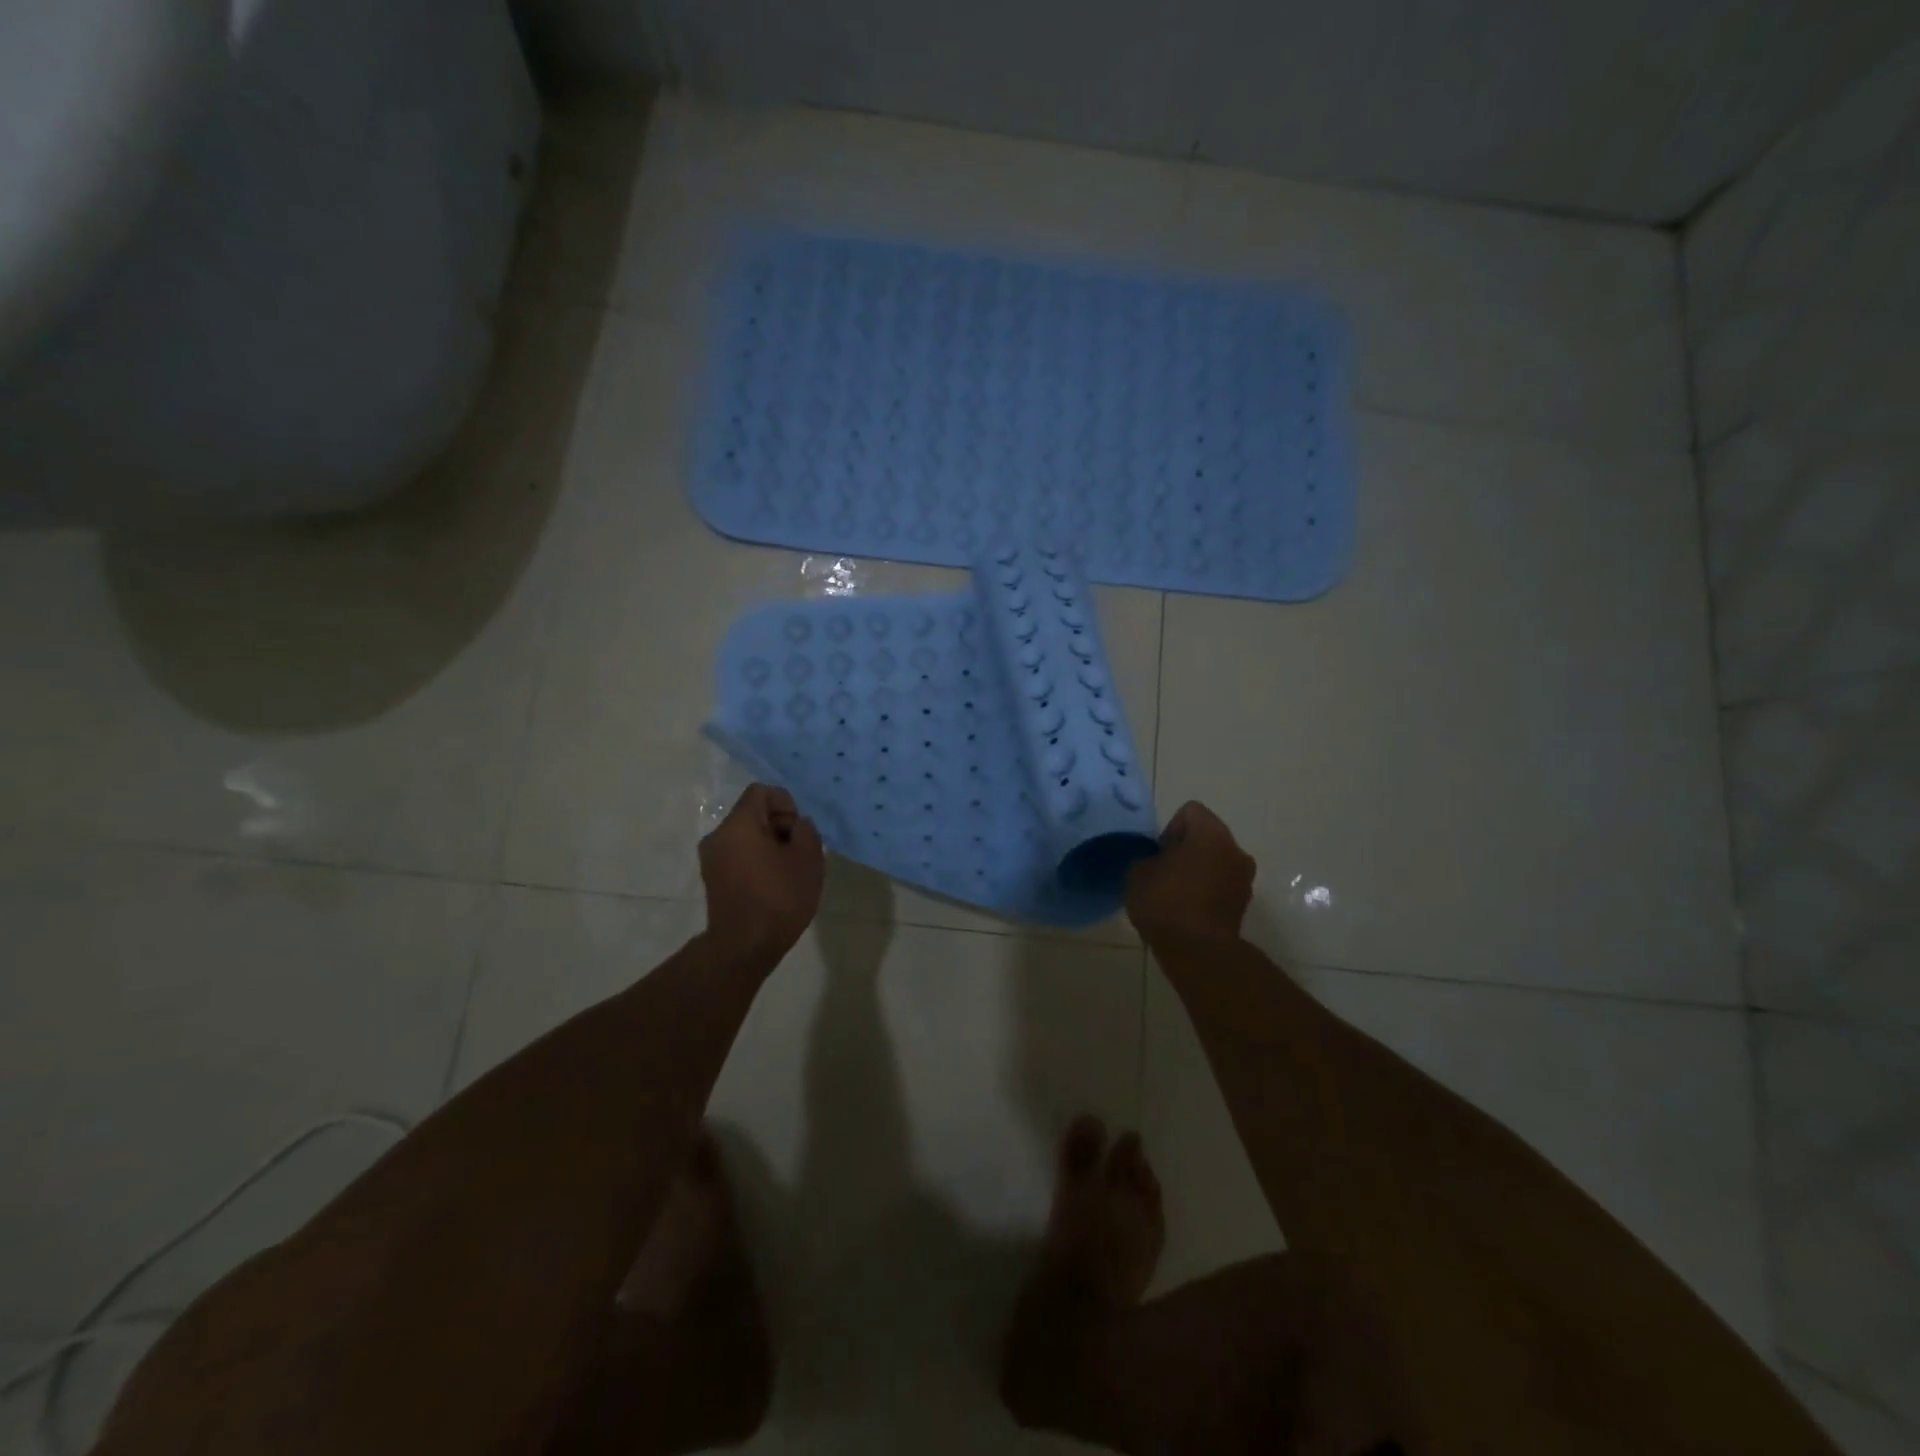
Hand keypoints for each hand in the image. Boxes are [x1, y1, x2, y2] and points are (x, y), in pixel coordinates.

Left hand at [697, 784, 824, 964]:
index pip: (762, 792)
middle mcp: (718, 836)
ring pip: (746, 837)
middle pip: (753, 814)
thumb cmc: (779, 898)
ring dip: (770, 846)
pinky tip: (773, 886)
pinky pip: (738, 855)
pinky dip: (757, 861)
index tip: (797, 832)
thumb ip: (806, 830)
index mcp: (738, 824)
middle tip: (799, 854)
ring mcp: (711, 859)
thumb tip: (797, 825)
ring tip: (788, 872)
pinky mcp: (712, 879)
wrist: (744, 947)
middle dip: (780, 827)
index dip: (786, 804)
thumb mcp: (808, 859)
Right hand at [1124, 801, 1255, 946]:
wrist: (1198, 952)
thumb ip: (1147, 857)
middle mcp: (1235, 849)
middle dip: (1185, 849)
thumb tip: (1156, 860)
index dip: (1170, 828)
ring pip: (1215, 862)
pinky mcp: (1243, 904)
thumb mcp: (1138, 873)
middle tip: (1163, 872)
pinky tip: (1186, 910)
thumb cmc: (1166, 902)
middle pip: (1206, 836)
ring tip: (1174, 894)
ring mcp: (1244, 878)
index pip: (1190, 811)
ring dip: (1197, 871)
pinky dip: (1205, 891)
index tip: (1158, 854)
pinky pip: (1221, 885)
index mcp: (1211, 833)